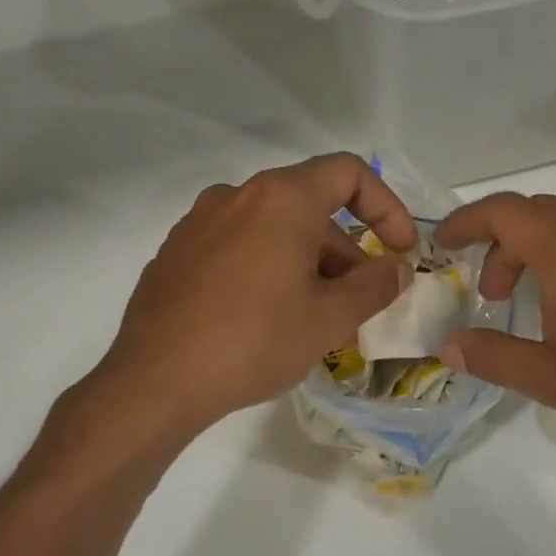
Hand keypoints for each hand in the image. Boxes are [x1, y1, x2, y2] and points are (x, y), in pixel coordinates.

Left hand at [82, 154, 416, 441]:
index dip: (387, 207)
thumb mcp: (330, 319)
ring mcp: (199, 223)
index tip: (400, 249)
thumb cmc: (255, 341)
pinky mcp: (176, 253)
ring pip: (273, 229)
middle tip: (359, 302)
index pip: (348, 173)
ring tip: (315, 318)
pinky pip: (239, 247)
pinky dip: (268, 269)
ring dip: (308, 263)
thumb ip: (376, 286)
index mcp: (280, 199)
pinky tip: (267, 319)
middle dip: (345, 251)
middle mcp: (237, 196)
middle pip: (310, 206)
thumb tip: (397, 267)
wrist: (155, 382)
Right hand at [435, 193, 555, 475]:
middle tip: (497, 295)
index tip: (446, 244)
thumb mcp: (555, 382)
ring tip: (552, 304)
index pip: (505, 212)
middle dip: (507, 245)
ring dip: (553, 253)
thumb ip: (494, 357)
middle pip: (544, 215)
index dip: (468, 221)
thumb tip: (449, 346)